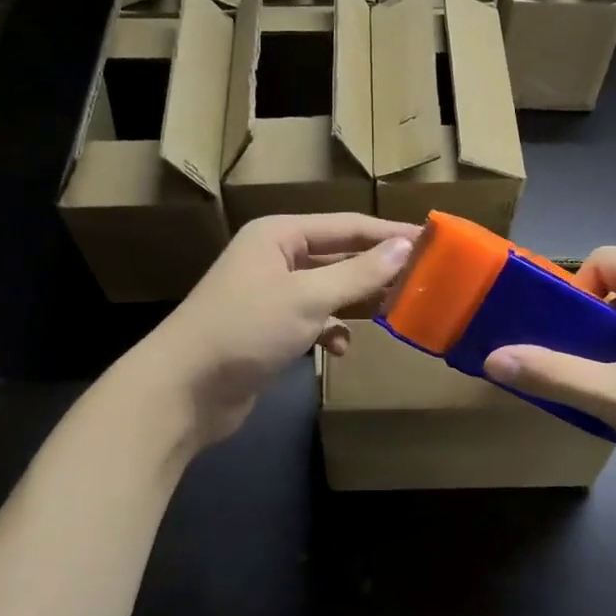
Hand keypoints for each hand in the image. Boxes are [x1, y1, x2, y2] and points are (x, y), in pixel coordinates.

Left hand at [137, 214, 418, 446]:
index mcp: (279, 235)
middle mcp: (275, 258)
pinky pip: (313, 321)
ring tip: (393, 313)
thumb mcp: (307, 297)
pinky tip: (340, 349)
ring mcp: (271, 295)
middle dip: (376, 270)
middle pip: (339, 257)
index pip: (347, 226)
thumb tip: (405, 247)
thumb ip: (358, 273)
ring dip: (356, 303)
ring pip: (328, 291)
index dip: (389, 233)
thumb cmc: (245, 329)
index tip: (432, 240)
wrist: (183, 390)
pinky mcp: (269, 330)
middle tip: (423, 280)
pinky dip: (331, 332)